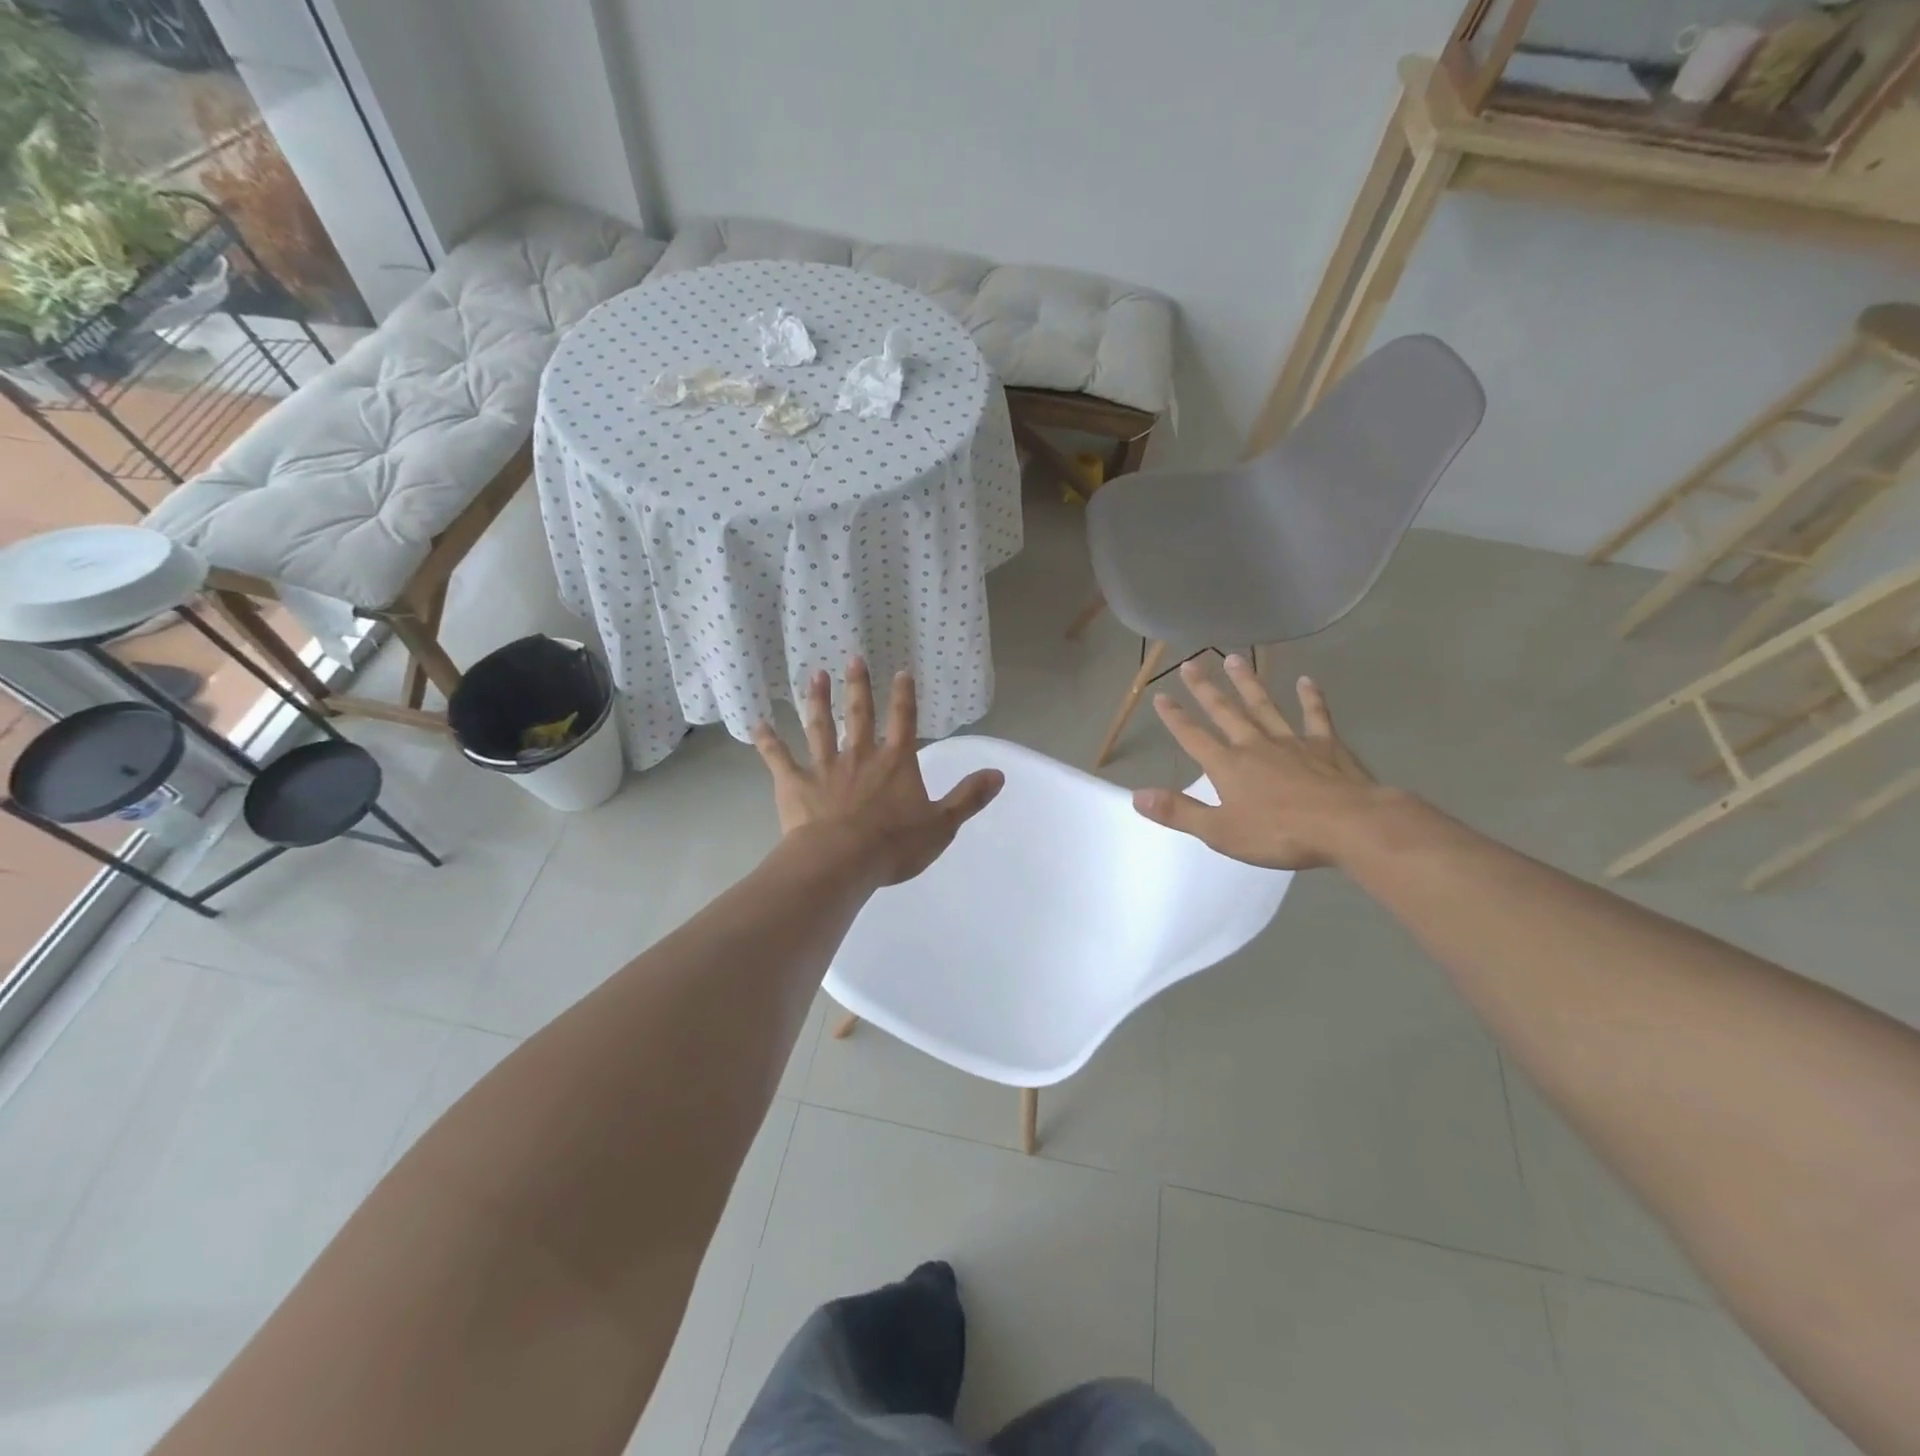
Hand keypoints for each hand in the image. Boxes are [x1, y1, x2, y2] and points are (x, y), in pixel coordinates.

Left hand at [752, 658, 1003, 886]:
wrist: (842, 861)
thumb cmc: (894, 844)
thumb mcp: (942, 825)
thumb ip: (968, 797)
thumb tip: (999, 774)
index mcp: (895, 763)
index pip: (903, 721)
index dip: (904, 696)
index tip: (901, 671)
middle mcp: (860, 756)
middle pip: (859, 714)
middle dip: (858, 686)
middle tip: (853, 657)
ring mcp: (825, 767)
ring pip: (820, 726)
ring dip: (817, 700)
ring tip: (815, 674)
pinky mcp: (795, 784)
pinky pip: (778, 758)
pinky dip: (767, 741)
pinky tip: (757, 723)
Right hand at [1133, 656, 1387, 870]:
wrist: (1347, 825)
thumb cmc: (1279, 833)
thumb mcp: (1220, 831)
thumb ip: (1178, 812)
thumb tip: (1136, 795)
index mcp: (1228, 766)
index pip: (1193, 737)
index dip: (1175, 718)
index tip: (1160, 696)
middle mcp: (1255, 745)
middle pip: (1225, 712)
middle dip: (1205, 689)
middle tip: (1191, 663)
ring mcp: (1292, 741)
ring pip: (1264, 705)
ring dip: (1248, 682)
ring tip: (1235, 658)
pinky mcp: (1326, 745)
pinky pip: (1316, 716)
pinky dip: (1311, 698)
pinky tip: (1307, 681)